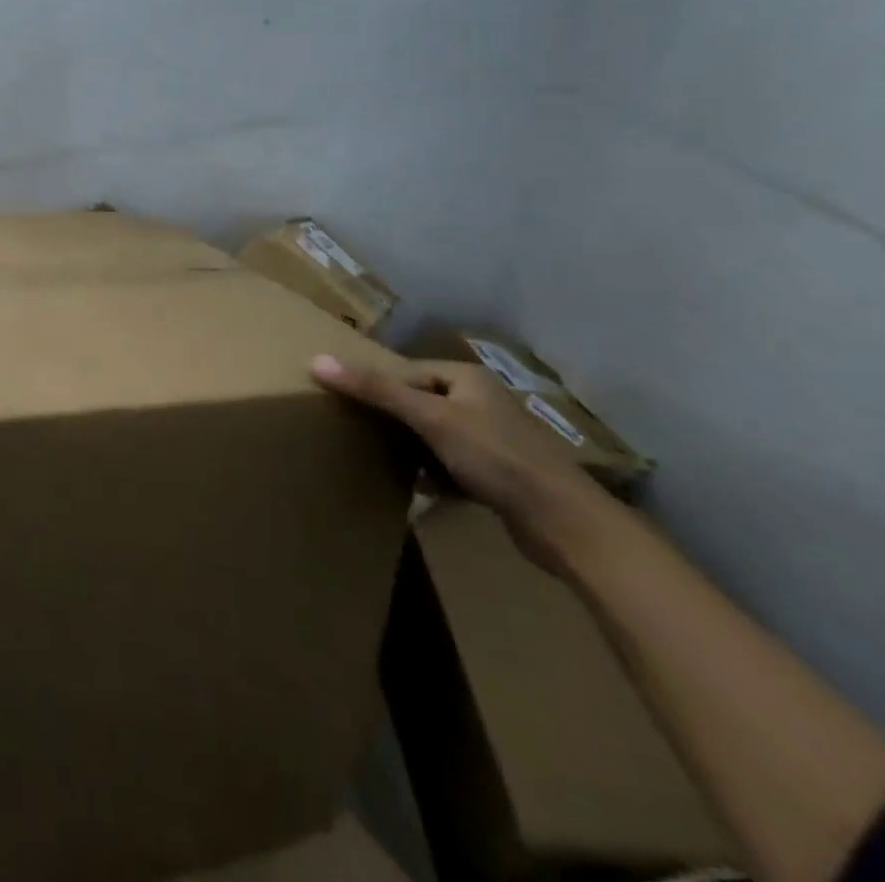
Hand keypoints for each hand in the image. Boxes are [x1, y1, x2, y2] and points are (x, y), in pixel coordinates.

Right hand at [311, 353, 616, 572]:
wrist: (567, 525)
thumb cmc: (497, 458)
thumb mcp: (431, 419)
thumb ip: (376, 390)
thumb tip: (317, 360)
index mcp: (465, 377)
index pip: (404, 370)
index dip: (373, 383)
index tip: (340, 401)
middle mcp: (479, 400)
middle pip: (417, 401)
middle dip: (388, 416)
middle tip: (351, 429)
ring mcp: (490, 438)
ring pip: (432, 433)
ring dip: (408, 446)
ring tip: (374, 456)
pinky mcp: (497, 472)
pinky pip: (448, 463)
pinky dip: (430, 471)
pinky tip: (413, 486)